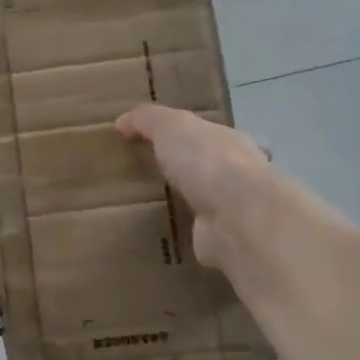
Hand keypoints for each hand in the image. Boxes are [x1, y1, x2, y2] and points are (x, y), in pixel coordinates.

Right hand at [115, 104, 283, 275]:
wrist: (237, 219)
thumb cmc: (207, 162)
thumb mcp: (171, 127)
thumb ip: (147, 119)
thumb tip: (122, 121)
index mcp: (228, 141)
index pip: (205, 133)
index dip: (181, 134)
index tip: (152, 141)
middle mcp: (235, 173)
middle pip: (204, 167)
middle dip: (182, 170)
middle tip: (145, 175)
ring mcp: (231, 210)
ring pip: (201, 201)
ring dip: (182, 203)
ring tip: (144, 206)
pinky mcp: (221, 240)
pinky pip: (194, 232)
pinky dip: (181, 233)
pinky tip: (158, 235)